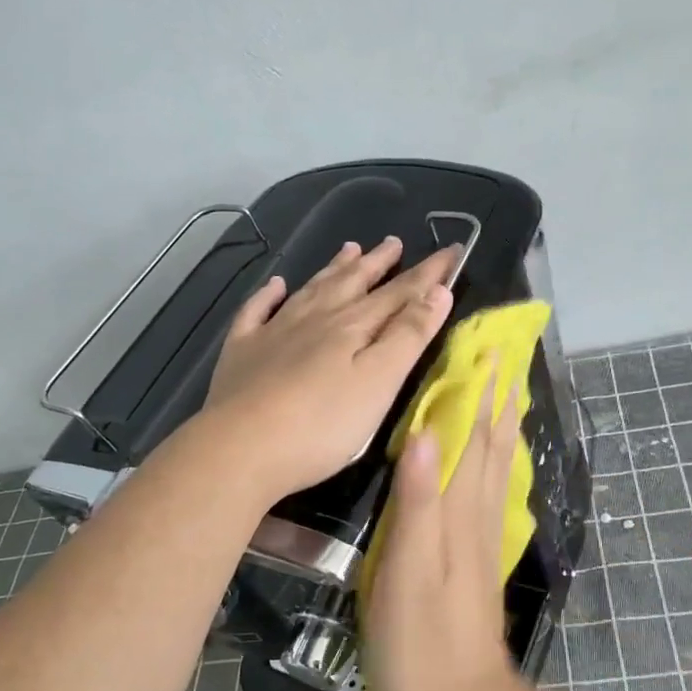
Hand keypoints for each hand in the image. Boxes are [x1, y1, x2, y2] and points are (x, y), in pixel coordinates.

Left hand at [204, 237, 457, 501]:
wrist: (240, 448)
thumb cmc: (322, 425)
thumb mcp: (379, 382)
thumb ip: (409, 336)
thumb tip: (437, 292)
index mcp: (352, 327)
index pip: (399, 293)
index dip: (427, 274)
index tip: (451, 251)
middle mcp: (315, 319)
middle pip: (352, 284)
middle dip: (378, 263)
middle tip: (393, 242)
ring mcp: (274, 333)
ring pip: (310, 290)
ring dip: (333, 269)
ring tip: (349, 248)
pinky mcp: (242, 353)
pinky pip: (256, 312)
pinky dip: (268, 295)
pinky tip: (275, 285)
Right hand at [362, 372, 526, 690]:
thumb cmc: (421, 640)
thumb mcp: (407, 570)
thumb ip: (416, 501)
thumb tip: (422, 431)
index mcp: (458, 510)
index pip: (471, 436)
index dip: (477, 390)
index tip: (483, 346)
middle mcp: (476, 514)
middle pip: (490, 443)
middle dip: (495, 395)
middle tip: (500, 352)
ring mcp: (480, 536)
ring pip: (493, 464)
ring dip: (499, 421)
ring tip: (503, 388)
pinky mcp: (476, 557)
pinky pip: (488, 489)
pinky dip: (492, 459)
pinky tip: (490, 456)